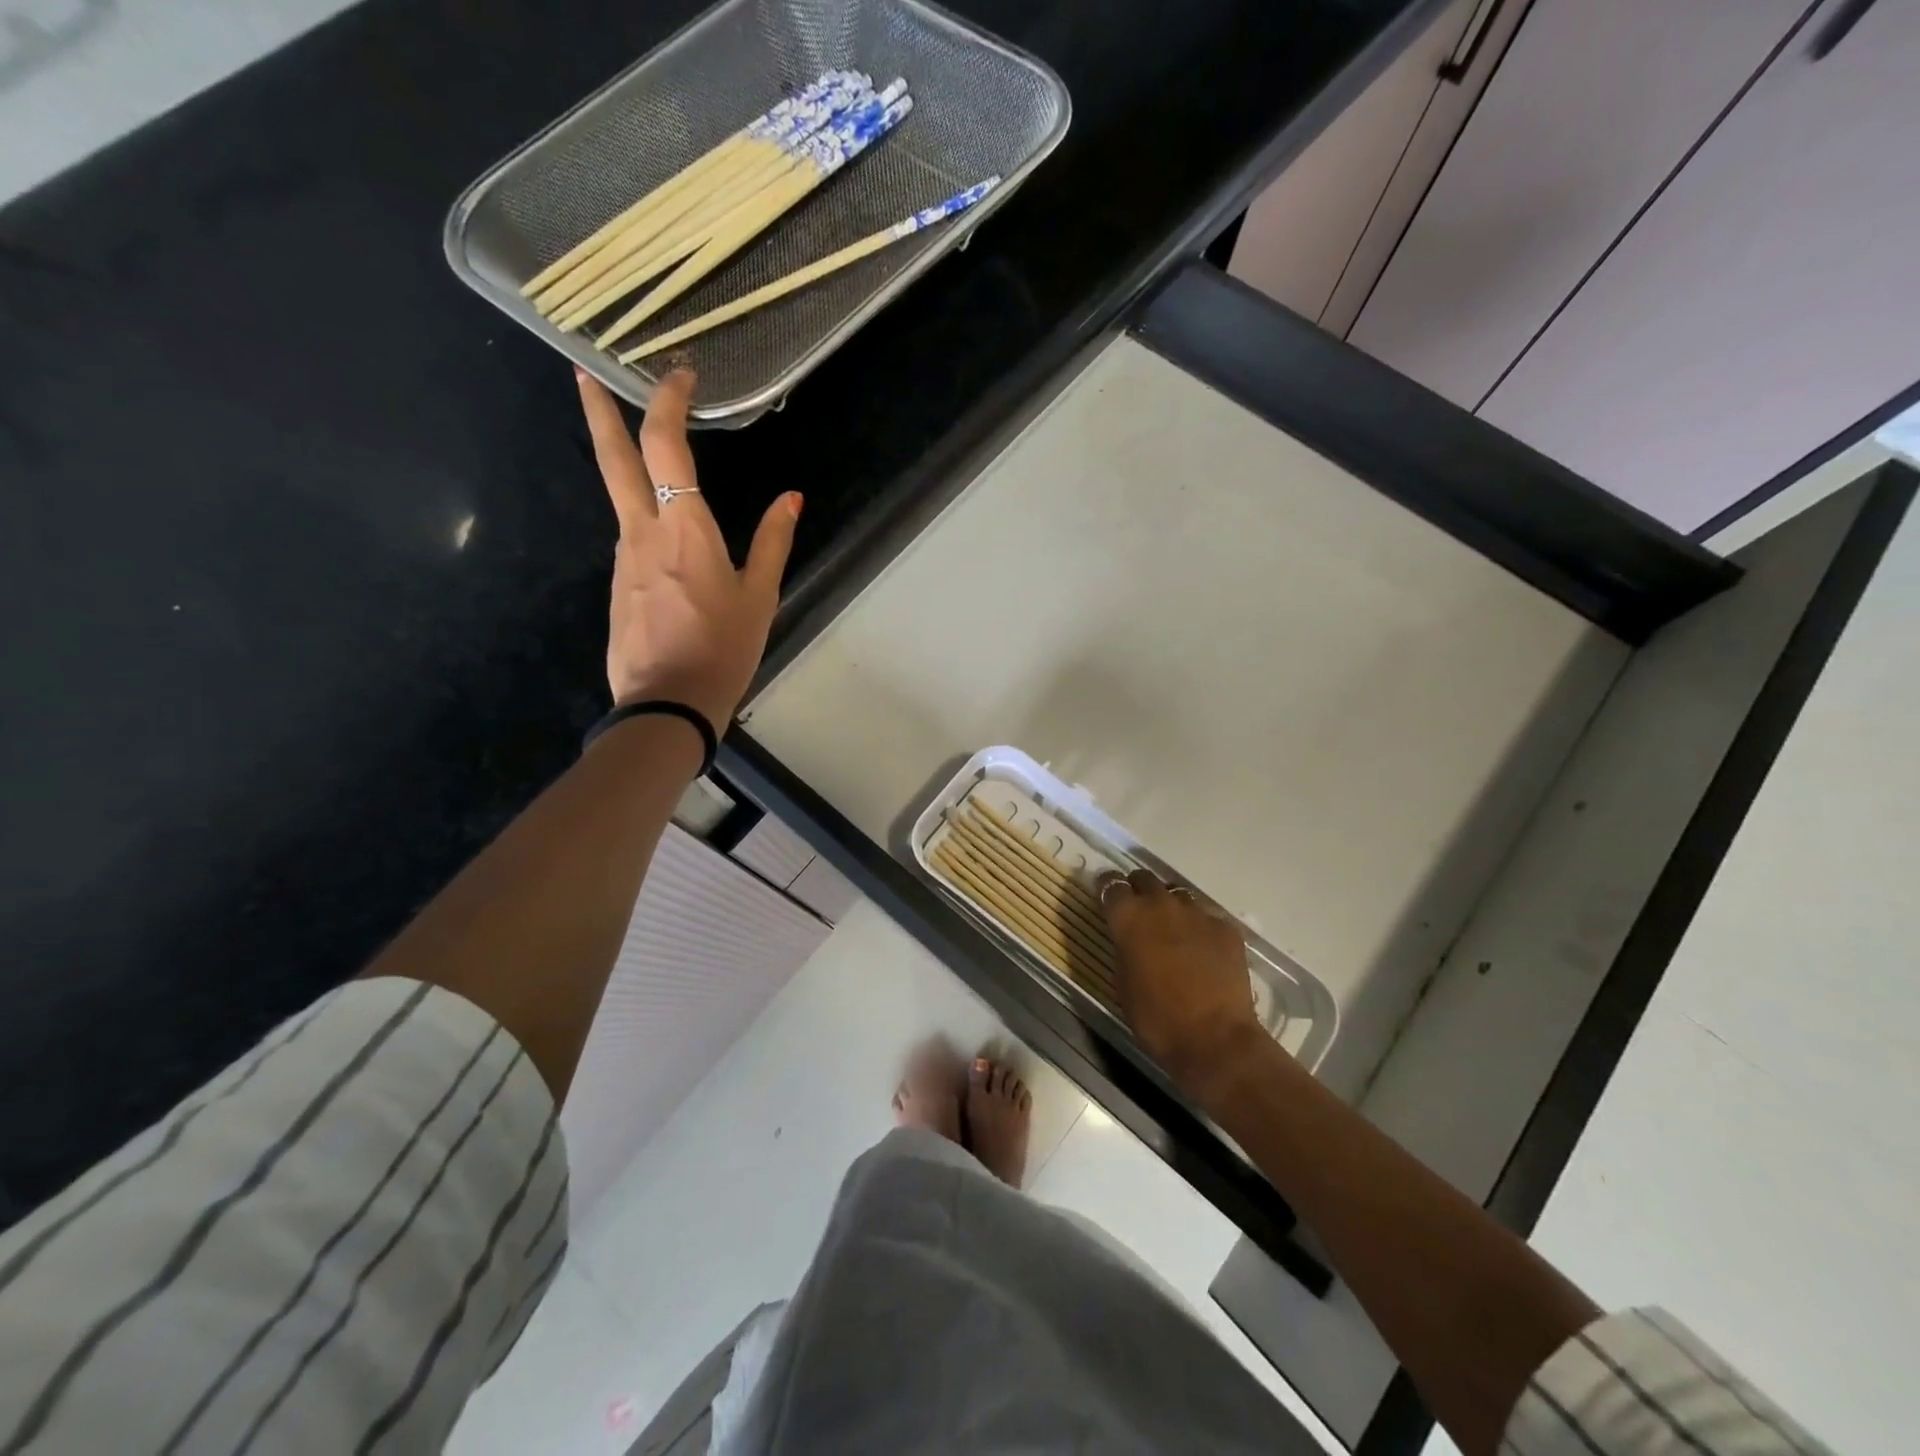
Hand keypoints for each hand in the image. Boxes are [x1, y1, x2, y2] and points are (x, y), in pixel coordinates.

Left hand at [577, 368, 799, 728]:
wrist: (667, 705)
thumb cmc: (723, 649)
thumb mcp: (760, 597)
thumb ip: (773, 542)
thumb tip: (791, 498)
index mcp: (684, 529)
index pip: (666, 446)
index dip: (668, 402)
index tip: (680, 376)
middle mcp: (642, 532)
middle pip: (614, 458)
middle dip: (600, 410)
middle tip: (584, 374)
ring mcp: (623, 559)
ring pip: (622, 500)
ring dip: (628, 469)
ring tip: (650, 463)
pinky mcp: (618, 586)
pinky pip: (632, 542)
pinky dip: (645, 524)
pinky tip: (668, 550)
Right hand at [1101, 871, 1267, 1104]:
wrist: (1214, 1039)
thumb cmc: (1156, 1017)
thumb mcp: (1123, 982)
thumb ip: (1124, 947)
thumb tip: (1129, 938)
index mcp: (1129, 916)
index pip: (1110, 884)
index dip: (1107, 889)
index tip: (1106, 899)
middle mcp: (1161, 904)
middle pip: (1145, 879)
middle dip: (1139, 890)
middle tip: (1139, 913)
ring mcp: (1198, 913)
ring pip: (1178, 895)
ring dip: (1170, 907)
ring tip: (1173, 931)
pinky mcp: (1226, 928)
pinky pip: (1207, 918)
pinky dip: (1200, 928)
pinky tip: (1203, 952)